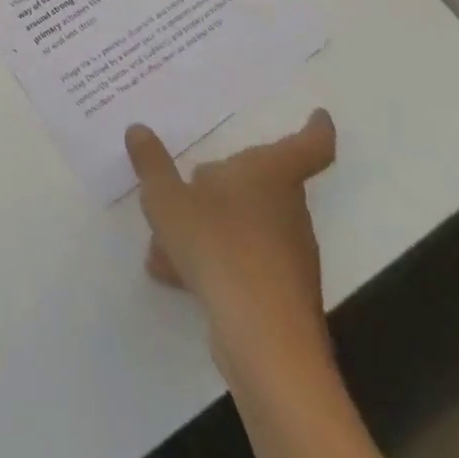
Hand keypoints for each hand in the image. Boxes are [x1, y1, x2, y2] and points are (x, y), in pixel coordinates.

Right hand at [126, 110, 337, 375]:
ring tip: (161, 238)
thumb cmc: (219, 248)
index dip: (315, 128)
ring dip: (206, 226)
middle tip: (189, 178)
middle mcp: (286, 210)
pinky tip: (172, 273)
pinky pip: (240, 261)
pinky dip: (210, 261)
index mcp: (269, 175)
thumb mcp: (167, 198)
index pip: (307, 146)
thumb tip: (138, 129)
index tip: (320, 115)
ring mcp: (288, 255)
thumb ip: (151, 163)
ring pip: (243, 224)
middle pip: (260, 184)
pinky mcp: (280, 293)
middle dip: (223, 183)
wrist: (264, 342)